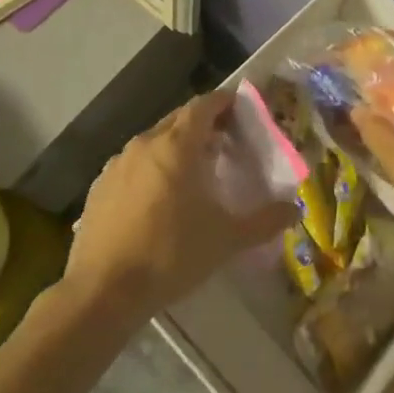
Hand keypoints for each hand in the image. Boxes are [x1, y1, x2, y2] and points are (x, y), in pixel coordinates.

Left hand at [63, 92, 294, 325]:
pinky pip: (132, 165)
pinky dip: (150, 169)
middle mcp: (145, 144)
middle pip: (178, 119)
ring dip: (175, 146)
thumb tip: (295, 210)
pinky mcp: (98, 187)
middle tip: (224, 141)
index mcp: (177, 145)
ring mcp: (117, 164)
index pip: (203, 105)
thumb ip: (264, 221)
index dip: (223, 102)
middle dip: (202, 123)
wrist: (103, 291)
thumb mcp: (226, 240)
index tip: (240, 107)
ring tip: (193, 171)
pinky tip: (157, 199)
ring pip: (153, 141)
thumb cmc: (171, 254)